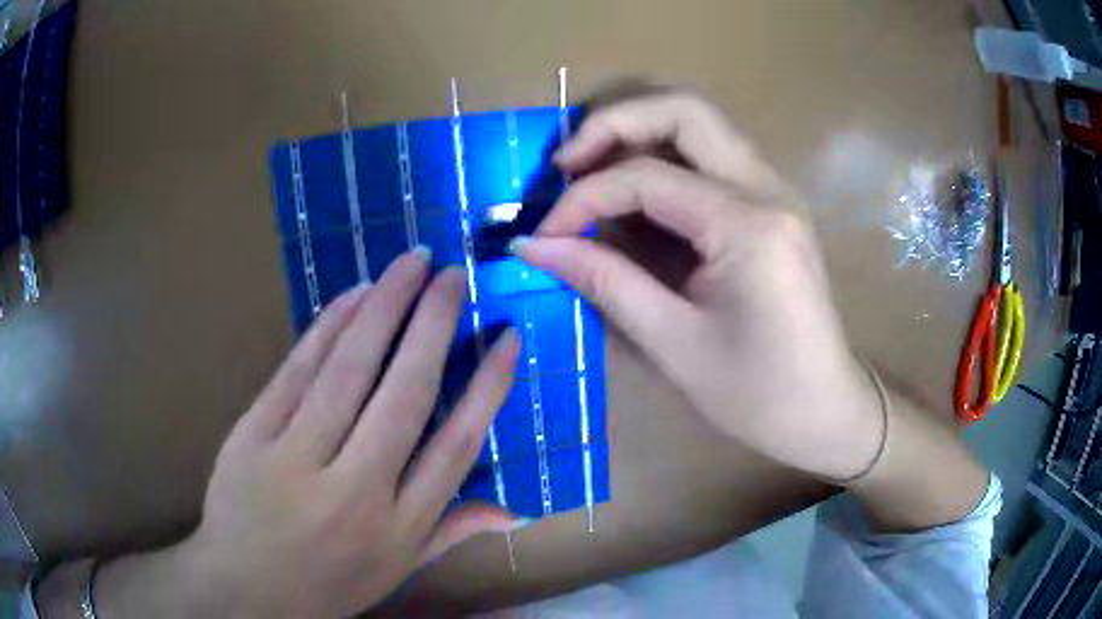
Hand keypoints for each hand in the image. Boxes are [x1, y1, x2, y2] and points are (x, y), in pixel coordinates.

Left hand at [93, 250, 522, 617]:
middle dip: (433, 324)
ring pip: (347, 371)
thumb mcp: (396, 571)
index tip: (507, 337)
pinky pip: (295, 371)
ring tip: (411, 263)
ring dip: (383, 307)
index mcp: (397, 527)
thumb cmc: (327, 583)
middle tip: (454, 274)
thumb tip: (517, 514)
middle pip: (404, 395)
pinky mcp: (251, 436)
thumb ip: (452, 532)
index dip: (487, 386)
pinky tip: (353, 295)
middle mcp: (354, 491)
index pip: (456, 445)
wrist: (243, 589)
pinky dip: (327, 327)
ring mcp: (296, 460)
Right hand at [513, 92, 883, 481]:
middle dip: (614, 125)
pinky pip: (712, 157)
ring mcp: (775, 191)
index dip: (582, 199)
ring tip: (590, 173)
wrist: (824, 410)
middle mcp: (768, 188)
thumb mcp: (673, 342)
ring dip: (640, 135)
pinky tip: (636, 195)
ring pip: (700, 125)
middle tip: (565, 165)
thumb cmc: (756, 393)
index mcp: (748, 224)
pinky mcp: (773, 205)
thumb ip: (602, 279)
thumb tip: (532, 246)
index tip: (542, 236)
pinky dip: (665, 159)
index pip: (645, 176)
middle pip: (684, 110)